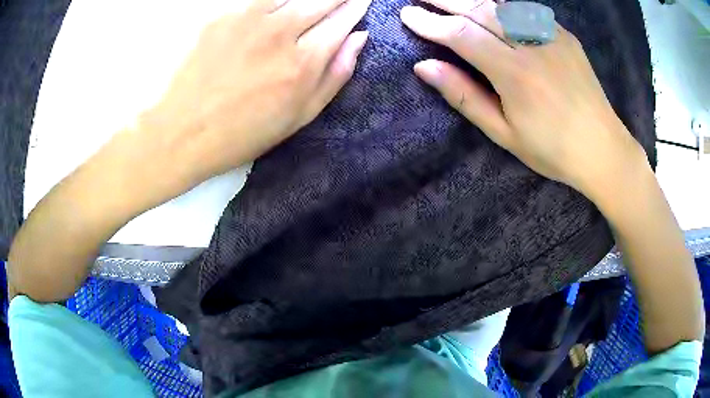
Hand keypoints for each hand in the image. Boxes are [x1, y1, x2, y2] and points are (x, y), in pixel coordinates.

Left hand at [134, 0, 370, 196]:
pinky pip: (259, 0)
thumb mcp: (299, 117)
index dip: (355, 8)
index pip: (341, 21)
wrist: (182, 132)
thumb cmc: (243, 133)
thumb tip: (358, 39)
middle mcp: (280, 33)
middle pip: (321, 0)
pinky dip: (275, 2)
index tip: (361, 2)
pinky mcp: (223, 16)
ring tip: (313, 3)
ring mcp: (249, 20)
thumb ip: (335, 75)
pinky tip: (278, 9)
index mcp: (303, 63)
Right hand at [400, 0, 647, 197]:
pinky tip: (488, 7)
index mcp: (515, 74)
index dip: (430, 23)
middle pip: (480, 9)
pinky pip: (525, 10)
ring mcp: (552, 35)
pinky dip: (500, 5)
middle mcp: (533, 45)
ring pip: (502, 4)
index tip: (407, 16)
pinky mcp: (565, 35)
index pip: (462, 35)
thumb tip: (424, 67)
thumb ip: (464, 96)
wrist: (604, 149)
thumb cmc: (553, 150)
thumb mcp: (504, 134)